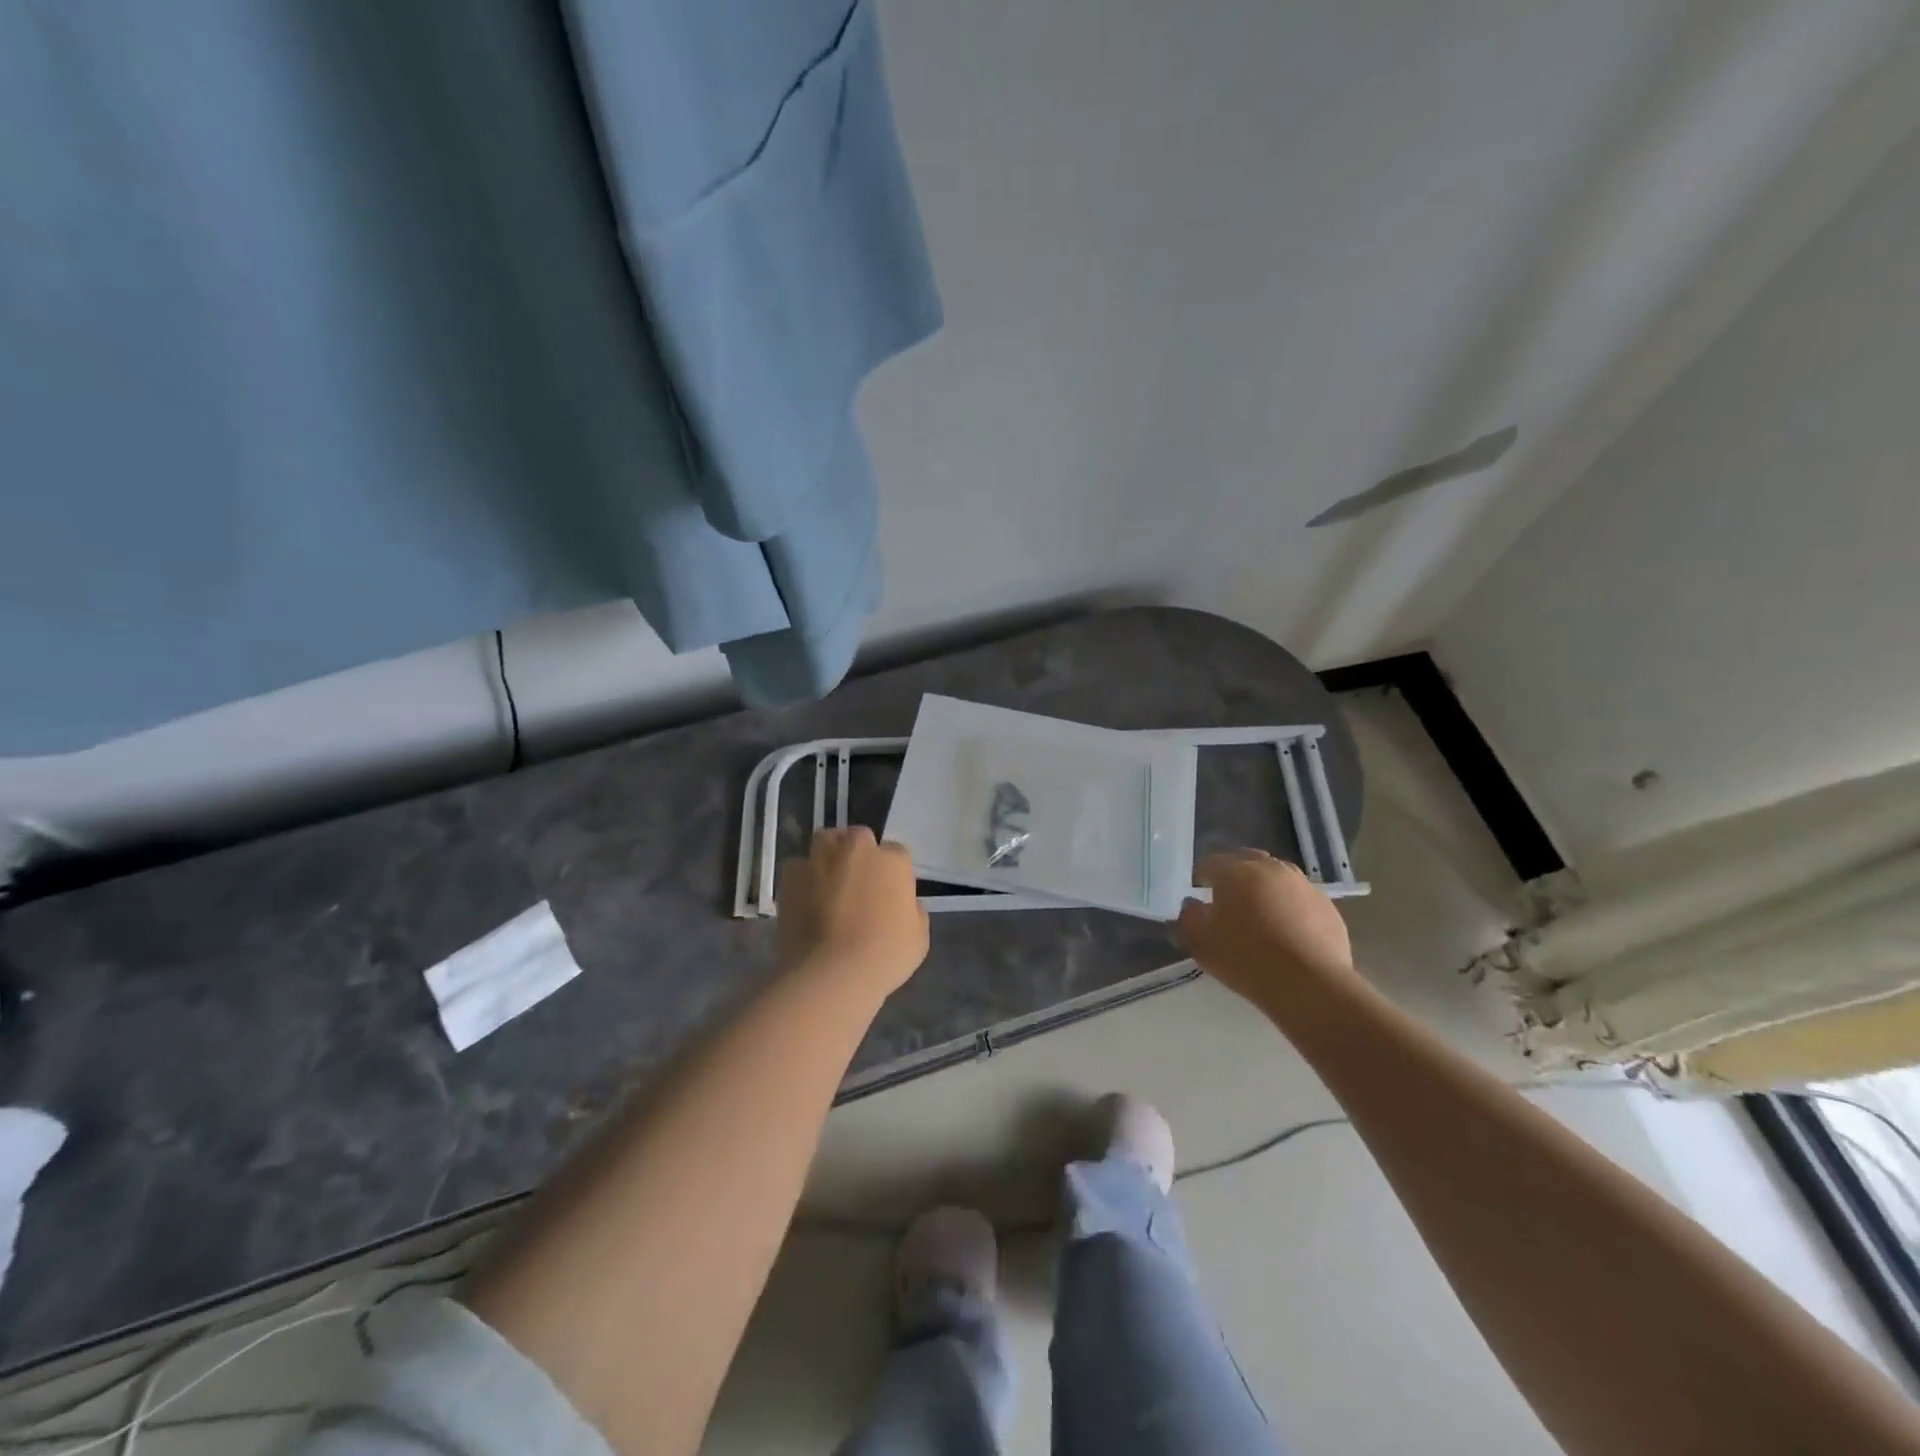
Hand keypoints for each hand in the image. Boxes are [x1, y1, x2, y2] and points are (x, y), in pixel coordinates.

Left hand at [777, 827, 929, 996]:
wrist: (832, 973)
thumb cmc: (884, 956)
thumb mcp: (918, 937)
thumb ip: (912, 910)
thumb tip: (901, 904)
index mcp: (891, 860)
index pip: (896, 853)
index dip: (892, 872)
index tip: (888, 892)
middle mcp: (856, 849)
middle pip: (859, 838)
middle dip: (860, 854)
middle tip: (858, 883)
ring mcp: (821, 859)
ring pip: (826, 841)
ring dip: (830, 855)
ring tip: (829, 881)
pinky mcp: (791, 876)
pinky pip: (798, 868)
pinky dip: (802, 878)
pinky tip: (805, 899)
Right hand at [1177, 849, 1355, 1011]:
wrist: (1310, 986)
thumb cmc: (1246, 959)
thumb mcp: (1200, 943)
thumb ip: (1188, 917)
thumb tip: (1192, 904)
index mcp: (1236, 871)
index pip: (1210, 862)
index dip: (1200, 876)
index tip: (1197, 893)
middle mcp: (1270, 868)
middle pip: (1246, 861)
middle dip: (1233, 874)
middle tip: (1227, 899)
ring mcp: (1302, 885)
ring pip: (1276, 876)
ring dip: (1263, 886)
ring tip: (1259, 913)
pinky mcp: (1326, 906)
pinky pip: (1299, 897)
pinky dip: (1288, 905)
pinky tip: (1286, 929)